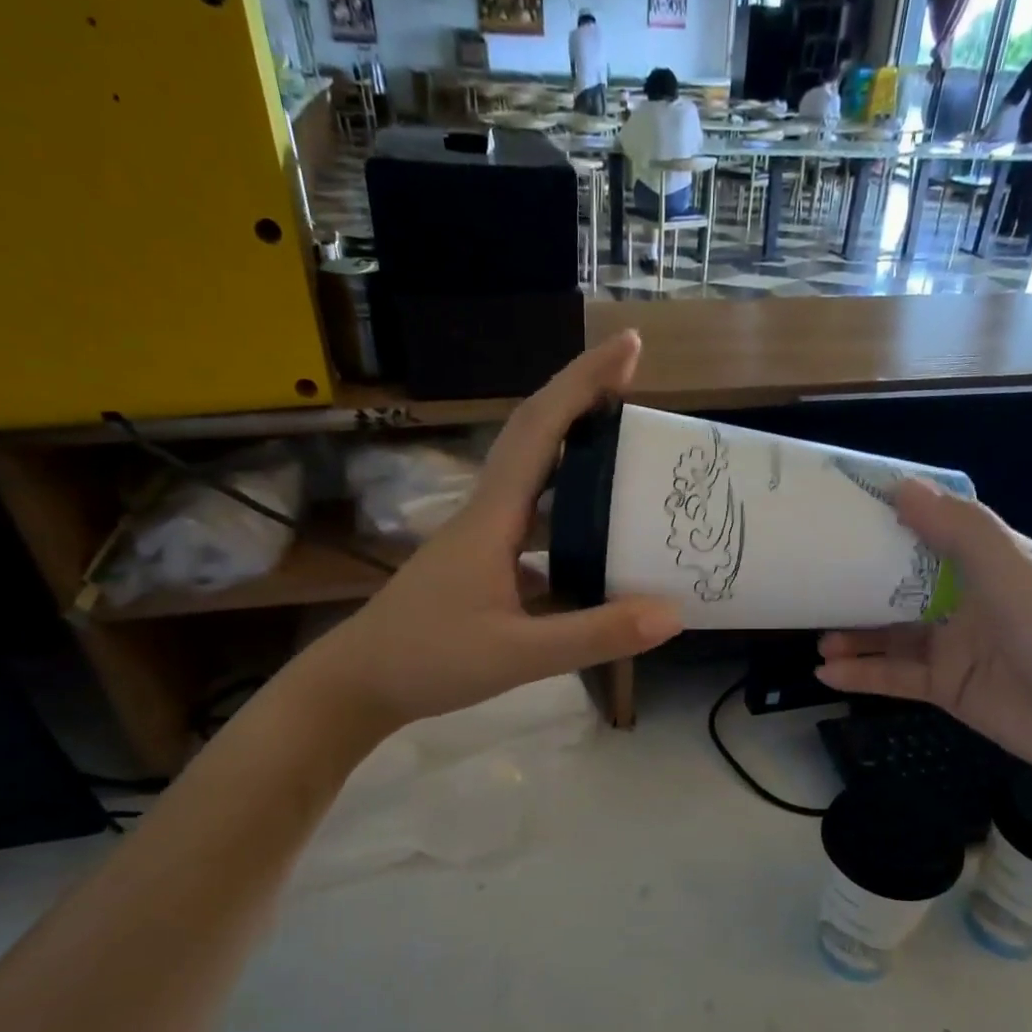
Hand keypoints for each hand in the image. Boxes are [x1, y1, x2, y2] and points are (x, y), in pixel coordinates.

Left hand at [313, 332, 680, 726]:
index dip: (584, 382)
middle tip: (636, 387)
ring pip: (533, 481)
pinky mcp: (481, 568)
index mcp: (493, 517)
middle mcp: (487, 515)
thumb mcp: (517, 654)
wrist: (358, 685)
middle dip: (582, 401)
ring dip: (575, 454)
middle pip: (536, 438)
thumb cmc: (427, 660)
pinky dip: (568, 516)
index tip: (629, 346)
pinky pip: (534, 525)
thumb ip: (594, 635)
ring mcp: (481, 541)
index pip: (541, 429)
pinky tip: (596, 542)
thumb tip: (673, 613)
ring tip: (626, 453)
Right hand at [815, 481, 1031, 788]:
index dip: (892, 519)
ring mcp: (957, 647)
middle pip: (903, 585)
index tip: (841, 511)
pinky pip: (896, 677)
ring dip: (854, 634)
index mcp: (992, 562)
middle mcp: (970, 600)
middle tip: (813, 578)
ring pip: (892, 634)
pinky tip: (827, 673)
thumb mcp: (1016, 575)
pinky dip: (863, 674)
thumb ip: (960, 532)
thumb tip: (901, 486)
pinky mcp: (948, 689)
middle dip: (859, 583)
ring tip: (816, 636)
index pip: (934, 531)